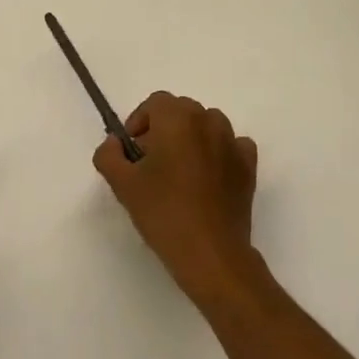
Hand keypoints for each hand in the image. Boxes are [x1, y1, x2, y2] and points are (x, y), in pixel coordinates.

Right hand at [94, 91, 260, 305]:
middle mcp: (208, 121)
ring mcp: (233, 143)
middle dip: (163, 130)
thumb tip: (114, 143)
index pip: (155, 103)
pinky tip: (208, 177)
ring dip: (191, 139)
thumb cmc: (164, 213)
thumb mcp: (122, 185)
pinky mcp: (249, 166)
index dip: (139, 122)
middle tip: (151, 164)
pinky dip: (218, 152)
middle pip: (181, 111)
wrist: (211, 255)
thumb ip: (109, 155)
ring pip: (206, 125)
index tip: (132, 152)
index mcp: (177, 119)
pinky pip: (232, 145)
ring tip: (179, 172)